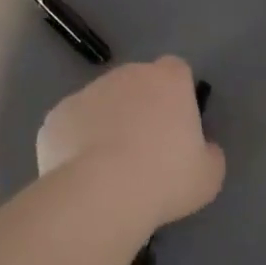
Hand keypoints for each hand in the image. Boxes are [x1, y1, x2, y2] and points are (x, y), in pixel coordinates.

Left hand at [37, 57, 224, 228]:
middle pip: (136, 83)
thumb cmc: (165, 179)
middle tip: (145, 149)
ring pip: (100, 103)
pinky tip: (82, 173)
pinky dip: (76, 142)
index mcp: (167, 80)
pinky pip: (72, 125)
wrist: (100, 194)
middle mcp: (125, 76)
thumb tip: (203, 149)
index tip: (177, 124)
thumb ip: (210, 153)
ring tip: (109, 167)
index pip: (176, 70)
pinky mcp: (55, 116)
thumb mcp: (209, 175)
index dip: (177, 94)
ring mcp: (85, 93)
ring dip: (106, 123)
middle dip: (139, 106)